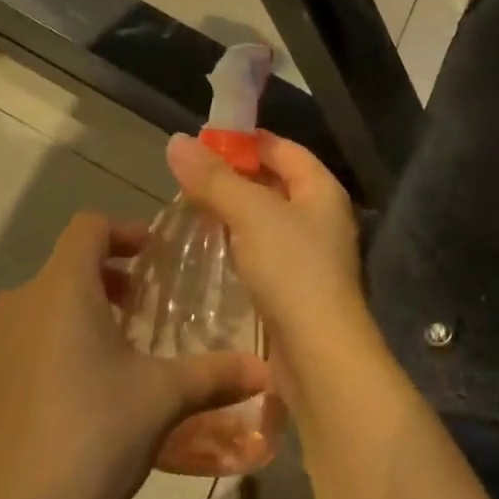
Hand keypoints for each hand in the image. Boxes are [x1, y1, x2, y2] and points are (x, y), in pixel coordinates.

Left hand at [0, 212, 270, 498]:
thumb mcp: (163, 400)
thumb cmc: (91, 438)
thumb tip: (265, 370)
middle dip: (106, 277)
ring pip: (38, 306)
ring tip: (106, 356)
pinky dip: (41, 348)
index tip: (153, 258)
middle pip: (65, 266)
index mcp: (63, 287)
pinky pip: (12, 345)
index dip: (124, 231)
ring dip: (73, 314)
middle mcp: (18, 301)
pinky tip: (63, 398)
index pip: (90, 226)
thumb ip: (215, 374)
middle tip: (139, 311)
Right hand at [165, 131, 369, 377]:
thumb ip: (213, 178)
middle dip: (235, 176)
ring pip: (267, 219)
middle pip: (275, 182)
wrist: (320, 357)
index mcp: (321, 190)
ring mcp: (311, 255)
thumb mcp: (250, 214)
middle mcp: (321, 217)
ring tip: (193, 208)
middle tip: (190, 176)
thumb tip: (177, 141)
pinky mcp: (296, 288)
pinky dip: (239, 243)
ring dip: (234, 211)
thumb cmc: (292, 271)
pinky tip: (213, 248)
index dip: (246, 140)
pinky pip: (264, 251)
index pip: (283, 148)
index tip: (204, 142)